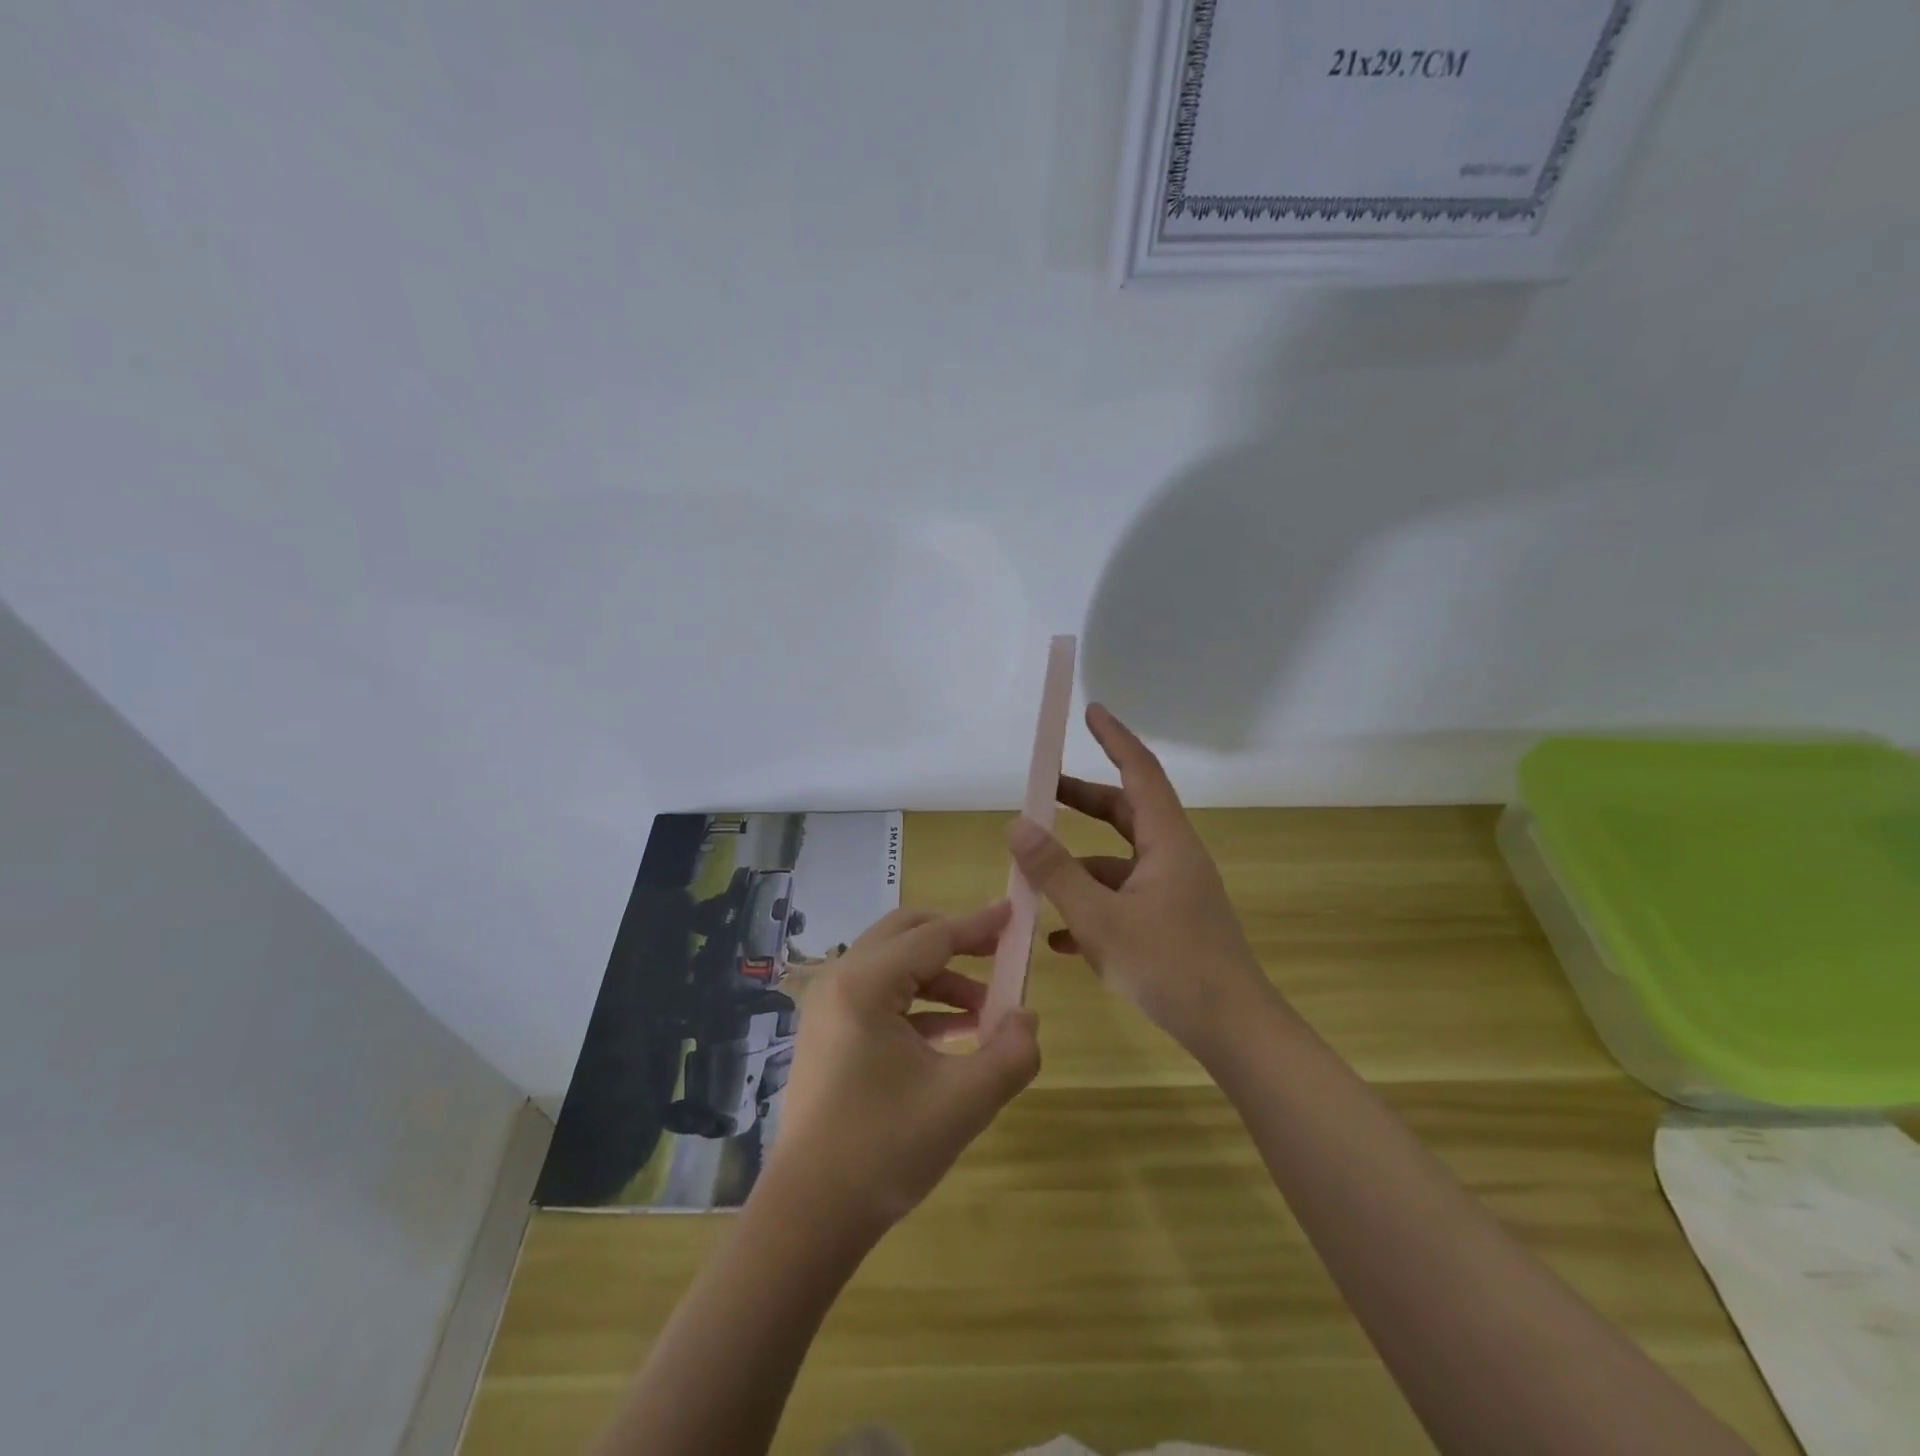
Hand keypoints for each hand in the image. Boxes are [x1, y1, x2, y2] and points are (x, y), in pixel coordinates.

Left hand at [766, 903, 1041, 1233]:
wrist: (810, 1215)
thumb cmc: (885, 1150)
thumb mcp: (963, 1102)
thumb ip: (1010, 1053)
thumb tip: (1027, 1018)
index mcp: (864, 984)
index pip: (933, 936)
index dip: (978, 925)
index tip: (1013, 913)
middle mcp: (839, 980)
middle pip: (905, 934)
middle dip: (956, 939)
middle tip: (999, 953)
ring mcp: (828, 1006)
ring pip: (892, 964)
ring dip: (940, 976)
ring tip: (985, 1010)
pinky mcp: (828, 1032)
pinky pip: (879, 995)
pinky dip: (919, 1002)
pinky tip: (954, 1033)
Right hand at [1008, 703, 1271, 1052]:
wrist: (1234, 1032)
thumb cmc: (1170, 966)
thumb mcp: (1100, 919)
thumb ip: (1055, 872)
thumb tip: (1017, 825)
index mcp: (1166, 841)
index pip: (1140, 771)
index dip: (1114, 738)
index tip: (1090, 710)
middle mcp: (1173, 857)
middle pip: (1125, 812)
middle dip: (1082, 801)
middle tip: (1041, 794)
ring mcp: (1173, 891)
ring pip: (1118, 860)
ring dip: (1078, 862)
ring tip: (1032, 874)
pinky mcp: (1170, 923)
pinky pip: (1123, 899)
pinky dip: (1091, 904)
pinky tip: (1056, 937)